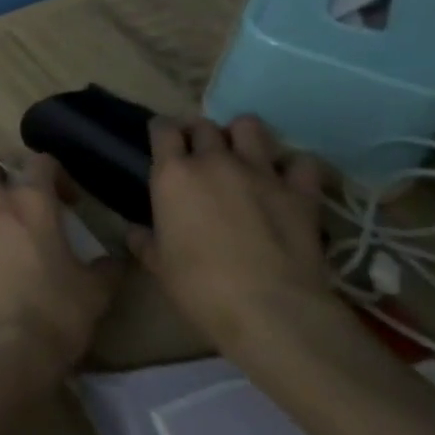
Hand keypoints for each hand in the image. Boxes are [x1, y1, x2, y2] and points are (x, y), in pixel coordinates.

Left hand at [0, 153, 124, 391]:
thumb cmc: (53, 313)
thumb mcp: (94, 293)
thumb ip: (106, 269)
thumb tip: (116, 260)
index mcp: (30, 203)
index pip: (39, 161)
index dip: (57, 173)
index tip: (71, 202)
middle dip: (2, 171)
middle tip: (24, 199)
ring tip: (5, 227)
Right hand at [129, 115, 340, 359]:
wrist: (270, 309)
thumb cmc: (199, 286)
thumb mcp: (159, 265)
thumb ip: (145, 241)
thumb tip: (134, 232)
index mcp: (172, 174)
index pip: (162, 129)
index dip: (162, 131)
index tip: (163, 142)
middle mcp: (214, 161)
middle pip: (204, 125)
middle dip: (200, 133)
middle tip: (200, 153)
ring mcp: (260, 173)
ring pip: (250, 127)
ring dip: (243, 136)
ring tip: (242, 155)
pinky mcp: (300, 192)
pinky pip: (300, 162)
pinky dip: (293, 166)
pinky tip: (288, 180)